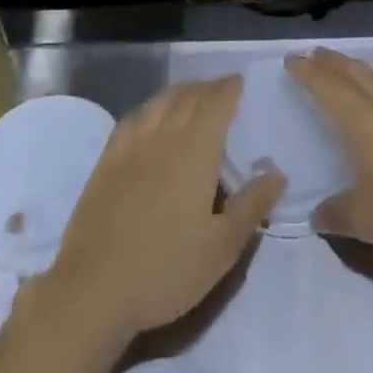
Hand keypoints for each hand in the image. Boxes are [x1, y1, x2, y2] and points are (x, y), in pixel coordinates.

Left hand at [42, 77, 283, 343]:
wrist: (94, 290)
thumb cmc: (166, 270)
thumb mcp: (222, 248)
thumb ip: (252, 205)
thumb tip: (278, 172)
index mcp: (196, 148)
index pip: (217, 101)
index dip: (230, 87)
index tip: (240, 82)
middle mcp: (165, 134)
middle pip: (189, 95)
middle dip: (209, 88)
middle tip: (222, 92)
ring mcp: (132, 143)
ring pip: (161, 101)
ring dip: (182, 93)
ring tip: (193, 99)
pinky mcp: (108, 158)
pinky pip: (136, 117)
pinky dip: (153, 107)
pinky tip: (153, 118)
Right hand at [288, 48, 372, 262]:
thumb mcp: (368, 221)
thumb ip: (338, 214)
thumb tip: (317, 213)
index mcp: (363, 120)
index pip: (328, 86)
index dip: (307, 72)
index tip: (292, 60)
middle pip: (355, 73)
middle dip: (332, 62)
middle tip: (316, 55)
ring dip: (361, 70)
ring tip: (351, 71)